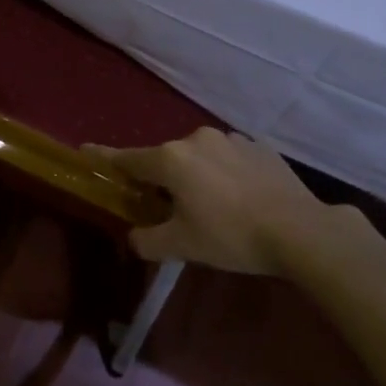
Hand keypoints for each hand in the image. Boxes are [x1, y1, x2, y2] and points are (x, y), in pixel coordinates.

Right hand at [89, 128, 331, 273]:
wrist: (300, 229)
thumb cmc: (231, 236)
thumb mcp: (182, 246)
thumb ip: (148, 241)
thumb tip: (135, 237)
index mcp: (171, 160)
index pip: (128, 158)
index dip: (105, 158)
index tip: (86, 150)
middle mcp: (197, 139)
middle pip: (167, 159)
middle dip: (163, 179)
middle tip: (169, 208)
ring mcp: (231, 139)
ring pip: (201, 157)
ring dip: (198, 175)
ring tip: (213, 206)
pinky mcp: (260, 146)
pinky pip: (230, 158)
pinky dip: (226, 174)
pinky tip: (242, 198)